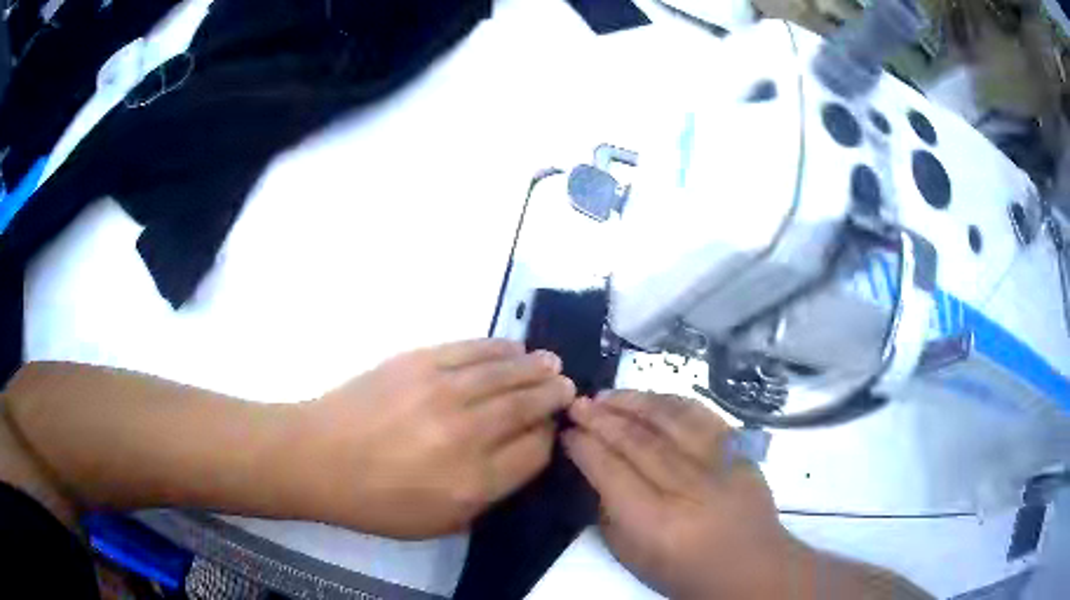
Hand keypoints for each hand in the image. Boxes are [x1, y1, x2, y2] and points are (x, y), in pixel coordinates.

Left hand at [284, 339, 574, 538]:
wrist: (318, 457)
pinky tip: (514, 348)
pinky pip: (472, 349)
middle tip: (566, 387)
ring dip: (534, 367)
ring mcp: (442, 392)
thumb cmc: (377, 502)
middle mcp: (466, 434)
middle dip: (552, 396)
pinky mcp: (419, 361)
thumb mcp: (439, 522)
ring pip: (506, 373)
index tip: (550, 431)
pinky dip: (499, 348)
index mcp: (473, 481)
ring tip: (551, 364)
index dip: (548, 438)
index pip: (535, 452)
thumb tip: (520, 456)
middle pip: (527, 407)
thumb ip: (487, 495)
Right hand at [563, 391, 793, 599]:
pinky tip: (652, 398)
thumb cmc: (684, 572)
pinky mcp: (740, 452)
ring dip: (634, 402)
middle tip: (578, 404)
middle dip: (601, 417)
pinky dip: (673, 402)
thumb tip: (597, 471)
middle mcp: (687, 487)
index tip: (567, 432)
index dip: (584, 447)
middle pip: (637, 440)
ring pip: (670, 420)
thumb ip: (609, 513)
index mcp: (654, 521)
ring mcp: (718, 465)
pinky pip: (703, 416)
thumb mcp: (631, 556)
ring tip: (608, 395)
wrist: (750, 567)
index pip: (610, 470)